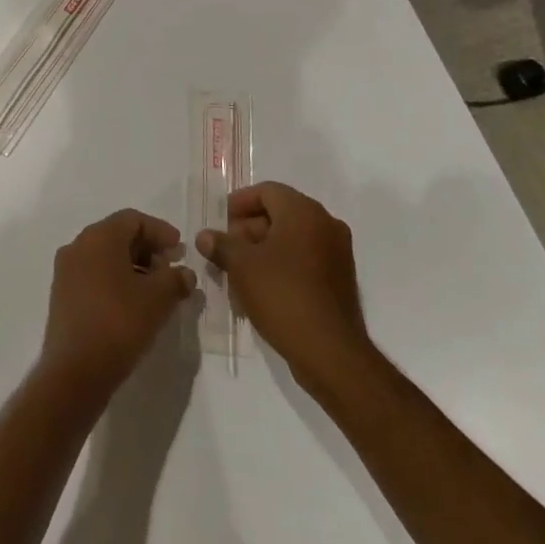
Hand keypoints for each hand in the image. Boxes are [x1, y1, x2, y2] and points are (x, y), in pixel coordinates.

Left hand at [40, 209, 196, 398]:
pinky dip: (115, 280)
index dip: (159, 231)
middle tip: (170, 269)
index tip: (179, 248)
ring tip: (155, 290)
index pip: (133, 220)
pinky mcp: (62, 296)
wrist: (74, 372)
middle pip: (117, 235)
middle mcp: (78, 246)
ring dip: (132, 266)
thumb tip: (185, 274)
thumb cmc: (119, 323)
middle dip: (147, 249)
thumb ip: (175, 279)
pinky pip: (93, 275)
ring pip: (105, 257)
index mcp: (98, 237)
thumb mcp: (158, 299)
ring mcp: (66, 271)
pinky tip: (133, 303)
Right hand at [196, 182, 374, 391]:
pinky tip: (261, 288)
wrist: (331, 352)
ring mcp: (337, 252)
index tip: (220, 220)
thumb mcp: (242, 267)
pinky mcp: (340, 279)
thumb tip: (205, 236)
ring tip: (238, 273)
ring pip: (291, 239)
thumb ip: (221, 245)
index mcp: (304, 212)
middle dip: (248, 229)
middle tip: (226, 249)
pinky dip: (282, 265)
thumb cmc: (282, 295)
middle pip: (280, 213)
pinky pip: (305, 259)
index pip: (267, 191)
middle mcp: (325, 224)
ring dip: (263, 249)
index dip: (240, 202)